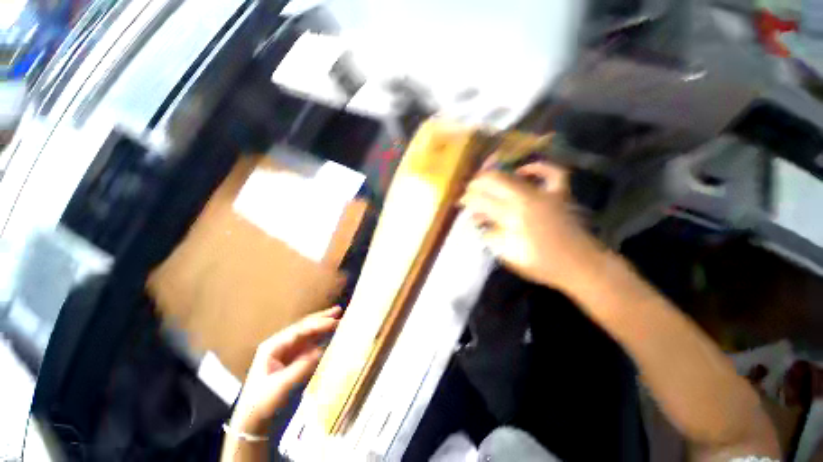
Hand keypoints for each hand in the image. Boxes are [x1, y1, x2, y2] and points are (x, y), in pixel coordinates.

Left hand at [230, 307, 341, 433]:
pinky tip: (331, 336)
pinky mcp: (294, 361)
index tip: (336, 321)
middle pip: (304, 327)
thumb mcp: (281, 386)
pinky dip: (322, 339)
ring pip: (309, 334)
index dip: (319, 324)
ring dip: (323, 326)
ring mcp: (288, 353)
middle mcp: (281, 345)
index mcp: (274, 346)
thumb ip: (302, 366)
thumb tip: (322, 350)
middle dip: (321, 318)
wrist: (253, 423)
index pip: (300, 330)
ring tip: (338, 318)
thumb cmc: (262, 403)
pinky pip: (311, 345)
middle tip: (339, 310)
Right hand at [460, 162, 603, 288]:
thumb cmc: (540, 264)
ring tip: (485, 181)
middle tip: (469, 191)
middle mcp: (526, 198)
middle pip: (494, 180)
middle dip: (477, 184)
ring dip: (495, 176)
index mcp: (512, 216)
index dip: (468, 199)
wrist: (579, 265)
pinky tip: (523, 170)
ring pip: (514, 175)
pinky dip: (536, 168)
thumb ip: (489, 233)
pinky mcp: (559, 194)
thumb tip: (478, 219)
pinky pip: (552, 172)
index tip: (461, 202)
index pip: (482, 200)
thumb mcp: (506, 254)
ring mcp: (545, 193)